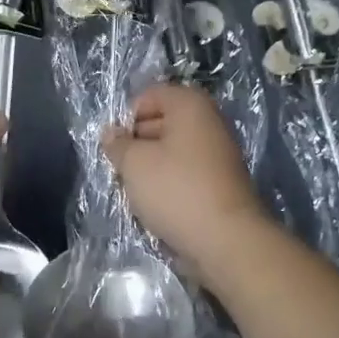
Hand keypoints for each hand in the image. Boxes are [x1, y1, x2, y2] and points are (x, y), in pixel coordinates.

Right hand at [102, 83, 265, 266]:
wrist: (228, 241)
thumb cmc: (177, 190)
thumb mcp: (134, 163)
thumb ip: (117, 145)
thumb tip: (110, 133)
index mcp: (189, 104)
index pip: (148, 96)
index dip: (126, 119)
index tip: (115, 147)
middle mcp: (208, 121)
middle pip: (160, 122)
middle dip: (137, 144)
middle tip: (121, 170)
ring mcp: (218, 152)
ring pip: (172, 151)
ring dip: (151, 168)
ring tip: (136, 192)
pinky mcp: (221, 182)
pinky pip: (186, 173)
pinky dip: (170, 184)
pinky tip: (157, 205)